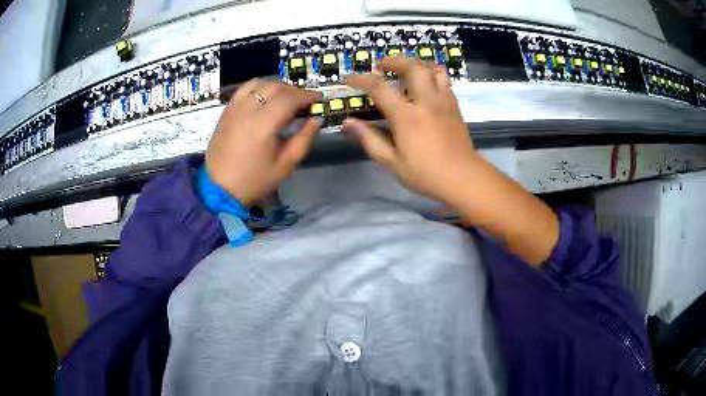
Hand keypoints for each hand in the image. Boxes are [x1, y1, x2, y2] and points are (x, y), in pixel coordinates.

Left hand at [205, 80, 321, 206]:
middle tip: (304, 100)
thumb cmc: (254, 180)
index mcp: (263, 124)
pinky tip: (264, 97)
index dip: (306, 95)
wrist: (219, 188)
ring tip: (285, 97)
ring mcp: (234, 108)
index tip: (318, 98)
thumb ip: (304, 139)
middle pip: (275, 87)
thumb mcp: (285, 165)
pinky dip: (258, 88)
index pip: (289, 98)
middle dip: (293, 90)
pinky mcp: (226, 111)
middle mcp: (248, 110)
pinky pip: (244, 89)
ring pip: (258, 83)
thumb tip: (316, 119)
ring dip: (276, 86)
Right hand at [345, 57, 558, 265]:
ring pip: (432, 69)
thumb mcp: (392, 162)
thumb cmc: (426, 174)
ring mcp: (444, 101)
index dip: (361, 79)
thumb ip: (369, 139)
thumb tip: (347, 123)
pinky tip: (425, 83)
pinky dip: (431, 74)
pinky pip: (444, 80)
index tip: (348, 78)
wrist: (464, 178)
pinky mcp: (455, 106)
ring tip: (405, 67)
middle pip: (412, 67)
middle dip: (393, 60)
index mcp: (407, 116)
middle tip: (381, 64)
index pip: (380, 88)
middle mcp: (426, 101)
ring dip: (416, 63)